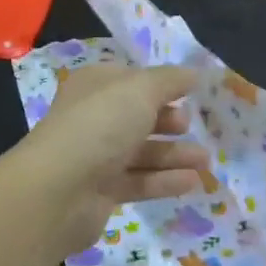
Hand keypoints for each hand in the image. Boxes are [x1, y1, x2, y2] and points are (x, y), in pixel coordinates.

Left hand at [20, 64, 208, 252]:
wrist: (59, 190)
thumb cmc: (101, 125)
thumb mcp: (142, 90)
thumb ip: (171, 80)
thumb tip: (195, 74)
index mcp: (95, 86)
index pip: (132, 80)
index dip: (161, 84)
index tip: (191, 92)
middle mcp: (93, 118)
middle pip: (138, 117)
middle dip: (169, 121)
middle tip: (192, 126)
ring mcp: (95, 156)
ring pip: (142, 152)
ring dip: (174, 154)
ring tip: (205, 160)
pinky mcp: (101, 191)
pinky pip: (139, 181)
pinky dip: (165, 180)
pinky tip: (192, 181)